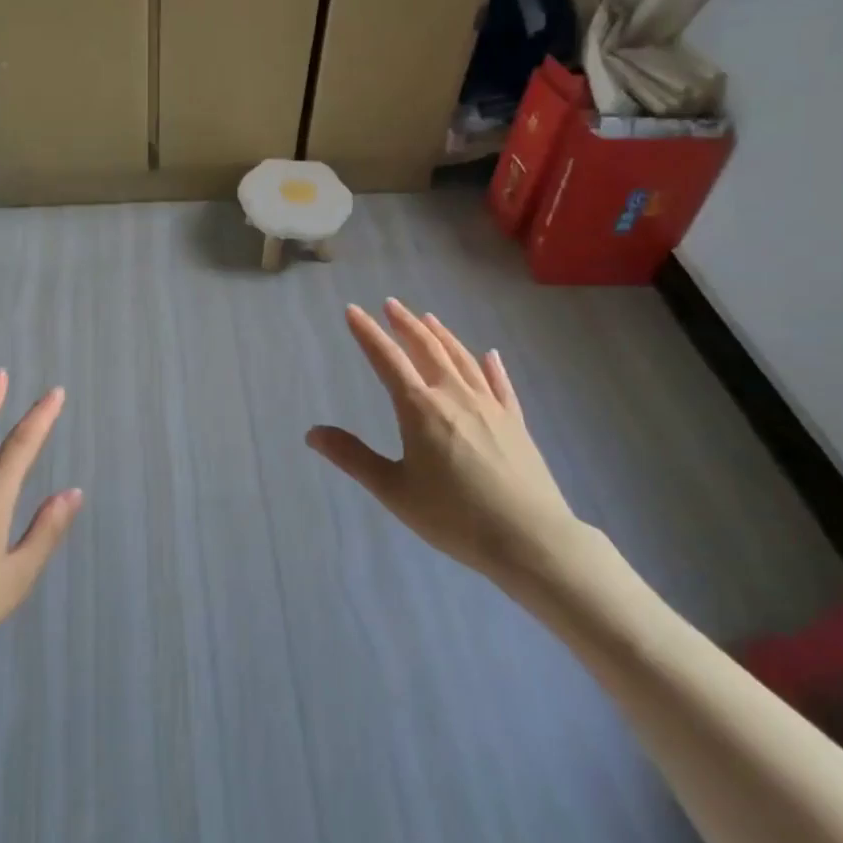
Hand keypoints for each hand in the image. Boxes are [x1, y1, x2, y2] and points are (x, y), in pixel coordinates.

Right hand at [307, 299, 588, 591]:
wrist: (530, 538)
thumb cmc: (454, 516)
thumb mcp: (394, 490)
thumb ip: (353, 457)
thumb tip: (311, 433)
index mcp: (420, 408)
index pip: (387, 359)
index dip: (367, 333)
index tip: (353, 310)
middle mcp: (454, 396)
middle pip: (427, 348)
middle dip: (405, 324)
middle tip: (391, 303)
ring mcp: (489, 406)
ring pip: (462, 359)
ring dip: (442, 335)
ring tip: (428, 318)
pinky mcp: (516, 422)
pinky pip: (501, 384)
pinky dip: (491, 366)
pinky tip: (490, 355)